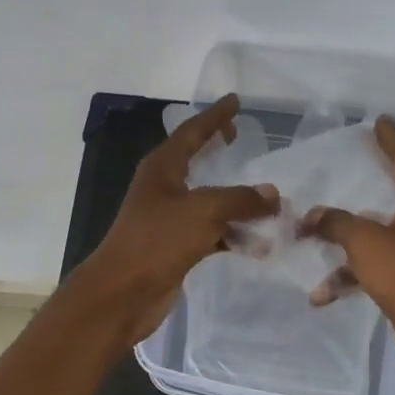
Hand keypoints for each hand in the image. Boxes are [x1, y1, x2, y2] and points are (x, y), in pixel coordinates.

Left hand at [78, 94, 278, 343]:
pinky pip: (212, 233)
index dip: (214, 116)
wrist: (123, 293)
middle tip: (241, 138)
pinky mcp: (176, 247)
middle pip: (196, 161)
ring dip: (237, 201)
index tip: (235, 101)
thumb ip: (241, 199)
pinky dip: (234, 235)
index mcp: (162, 168)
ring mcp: (169, 219)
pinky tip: (260, 243)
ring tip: (269, 200)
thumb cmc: (157, 241)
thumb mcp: (204, 211)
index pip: (191, 132)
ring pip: (209, 201)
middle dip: (219, 150)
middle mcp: (164, 189)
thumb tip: (272, 194)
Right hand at [299, 118, 394, 375]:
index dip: (392, 138)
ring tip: (312, 241)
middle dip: (370, 182)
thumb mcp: (366, 242)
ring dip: (347, 241)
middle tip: (350, 164)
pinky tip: (323, 294)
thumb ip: (336, 223)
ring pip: (381, 235)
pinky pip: (378, 268)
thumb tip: (311, 216)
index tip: (379, 121)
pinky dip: (353, 275)